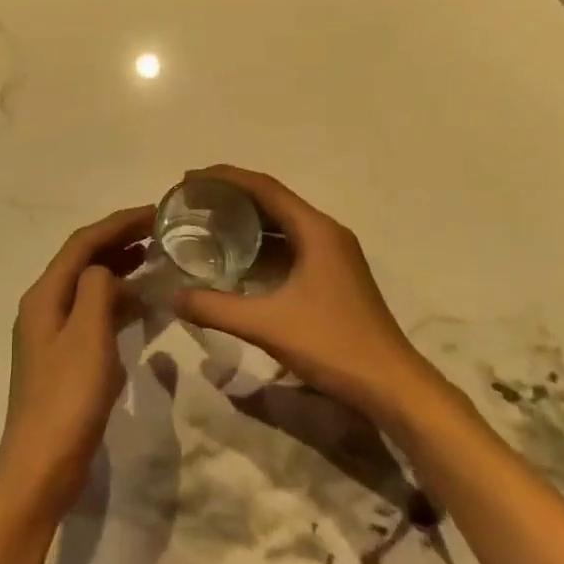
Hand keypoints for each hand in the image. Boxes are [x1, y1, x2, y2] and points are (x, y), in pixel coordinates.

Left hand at [0, 205, 153, 521]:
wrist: (41, 467)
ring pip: (89, 286)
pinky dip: (117, 300)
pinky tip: (141, 304)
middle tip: (160, 231)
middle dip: (119, 240)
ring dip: (120, 267)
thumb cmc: (67, 398)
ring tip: (155, 258)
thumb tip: (106, 270)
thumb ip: (98, 290)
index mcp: (45, 295)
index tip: (155, 211)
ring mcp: (52, 333)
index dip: (118, 223)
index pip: (83, 243)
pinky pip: (93, 312)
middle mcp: (44, 306)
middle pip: (83, 259)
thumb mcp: (89, 336)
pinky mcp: (64, 357)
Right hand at [174, 166, 448, 425]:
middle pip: (272, 200)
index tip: (189, 179)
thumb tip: (172, 296)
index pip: (264, 187)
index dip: (224, 177)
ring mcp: (332, 254)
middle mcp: (325, 232)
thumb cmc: (332, 345)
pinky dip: (261, 246)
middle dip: (231, 196)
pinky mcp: (333, 275)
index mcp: (315, 230)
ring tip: (207, 224)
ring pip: (282, 224)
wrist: (391, 385)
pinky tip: (235, 260)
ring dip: (246, 220)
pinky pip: (290, 246)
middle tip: (191, 201)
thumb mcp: (267, 325)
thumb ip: (215, 308)